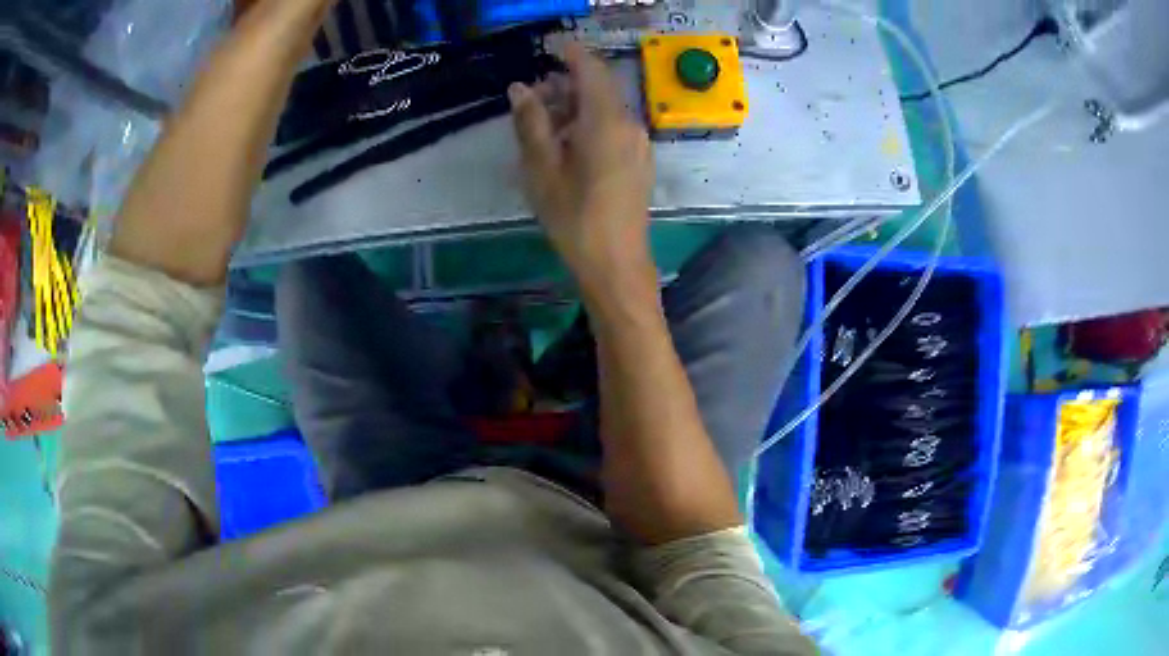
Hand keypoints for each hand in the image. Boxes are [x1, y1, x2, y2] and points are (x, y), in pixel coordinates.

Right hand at [509, 43, 654, 289]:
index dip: (569, 53)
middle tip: (532, 97)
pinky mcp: (638, 161)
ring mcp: (637, 144)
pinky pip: (613, 128)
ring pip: (605, 109)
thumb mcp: (542, 169)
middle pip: (598, 88)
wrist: (617, 264)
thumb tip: (520, 88)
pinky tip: (566, 144)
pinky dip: (588, 123)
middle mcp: (629, 124)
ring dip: (575, 106)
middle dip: (566, 84)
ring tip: (542, 123)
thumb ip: (531, 123)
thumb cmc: (574, 217)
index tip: (548, 48)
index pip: (590, 69)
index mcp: (606, 120)